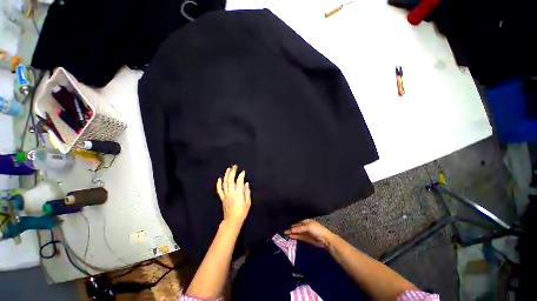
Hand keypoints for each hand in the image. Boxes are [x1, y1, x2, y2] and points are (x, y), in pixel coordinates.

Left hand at [216, 165, 251, 224]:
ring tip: (228, 169)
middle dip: (233, 172)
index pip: (239, 181)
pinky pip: (219, 189)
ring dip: (226, 175)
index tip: (243, 171)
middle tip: (234, 166)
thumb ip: (247, 192)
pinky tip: (219, 179)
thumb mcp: (248, 202)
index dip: (241, 175)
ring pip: (225, 182)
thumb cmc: (242, 211)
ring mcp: (226, 194)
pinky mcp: (222, 197)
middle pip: (231, 179)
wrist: (232, 220)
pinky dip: (219, 184)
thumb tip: (246, 183)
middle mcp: (231, 192)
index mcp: (238, 192)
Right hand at [284, 219, 334, 248]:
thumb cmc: (317, 230)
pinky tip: (291, 236)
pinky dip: (295, 237)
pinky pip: (299, 237)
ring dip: (292, 233)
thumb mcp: (308, 227)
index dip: (292, 225)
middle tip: (284, 231)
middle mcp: (305, 226)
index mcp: (306, 221)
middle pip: (297, 227)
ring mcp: (305, 233)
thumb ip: (299, 228)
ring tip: (285, 234)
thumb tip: (291, 229)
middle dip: (291, 229)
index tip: (286, 226)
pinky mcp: (306, 239)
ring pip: (297, 233)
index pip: (297, 222)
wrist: (325, 239)